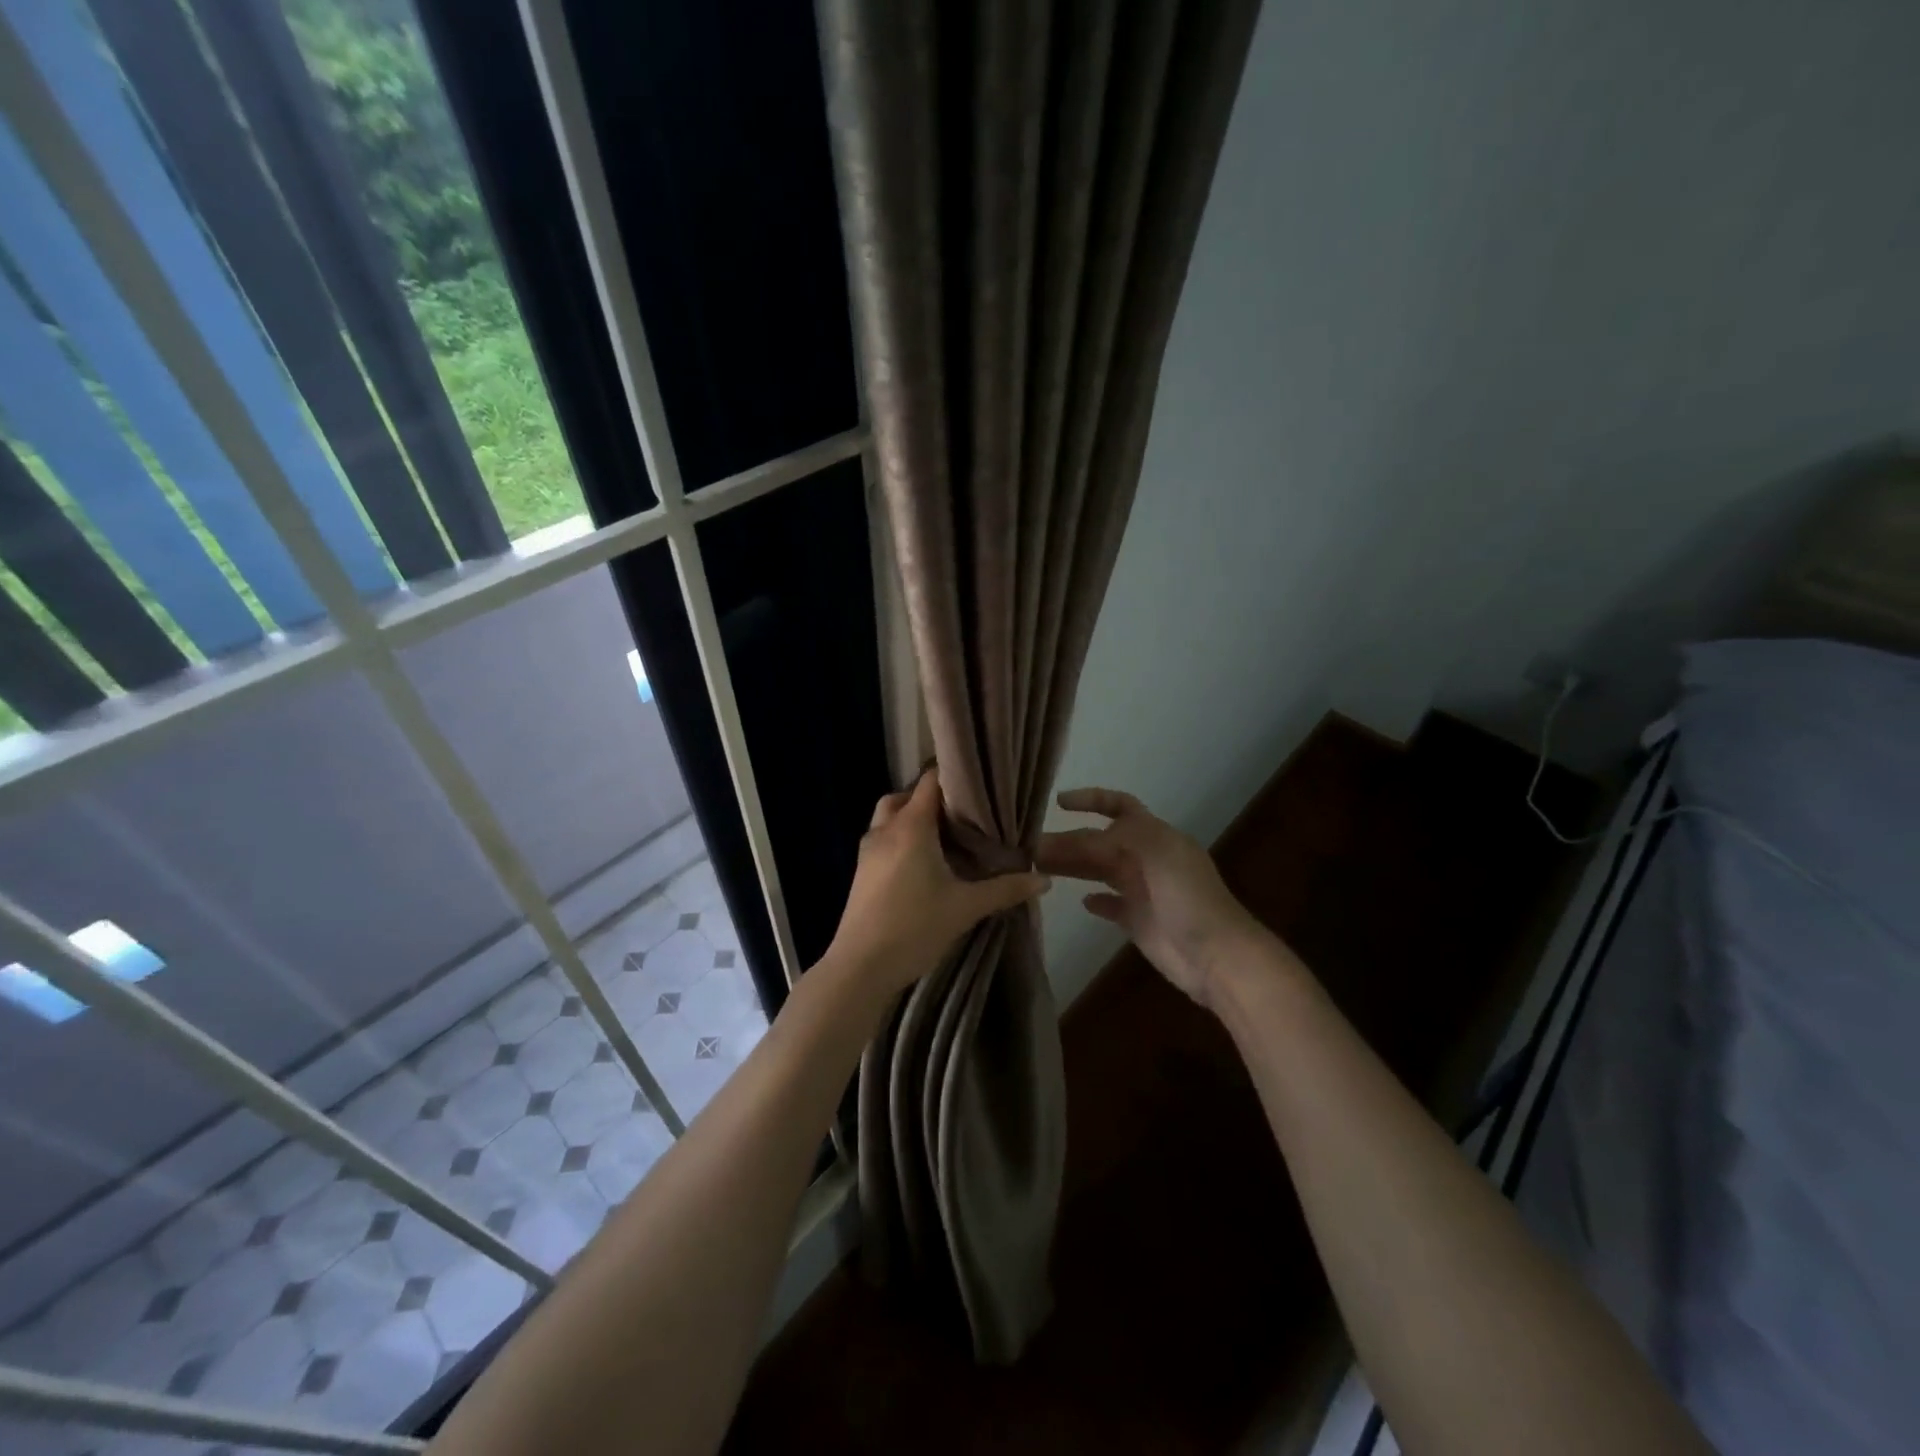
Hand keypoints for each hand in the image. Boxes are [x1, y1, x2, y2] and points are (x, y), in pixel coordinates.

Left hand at [825, 768, 1050, 997]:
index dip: (953, 776)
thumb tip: (1044, 879)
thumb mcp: (966, 908)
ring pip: (889, 817)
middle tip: (960, 815)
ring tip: (943, 838)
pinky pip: (882, 839)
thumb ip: (1005, 889)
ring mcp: (868, 851)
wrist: (860, 967)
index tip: (978, 785)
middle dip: (930, 799)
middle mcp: (886, 829)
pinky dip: (900, 838)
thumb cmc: (915, 928)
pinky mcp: (861, 871)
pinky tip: (922, 864)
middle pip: (905, 795)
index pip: (929, 782)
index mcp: (911, 827)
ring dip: (912, 818)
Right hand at [1037, 787, 1265, 1008]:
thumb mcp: (1153, 852)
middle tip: (1031, 848)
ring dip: (1073, 866)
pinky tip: (1080, 901)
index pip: (1120, 805)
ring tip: (1039, 867)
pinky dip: (1095, 901)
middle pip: (1100, 841)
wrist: (1216, 955)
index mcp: (1155, 835)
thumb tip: (1073, 837)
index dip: (1091, 799)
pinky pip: (1111, 904)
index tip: (1058, 802)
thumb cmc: (1188, 897)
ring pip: (1099, 870)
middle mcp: (1146, 858)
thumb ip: (1111, 840)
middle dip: (1069, 840)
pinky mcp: (1138, 921)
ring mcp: (1142, 890)